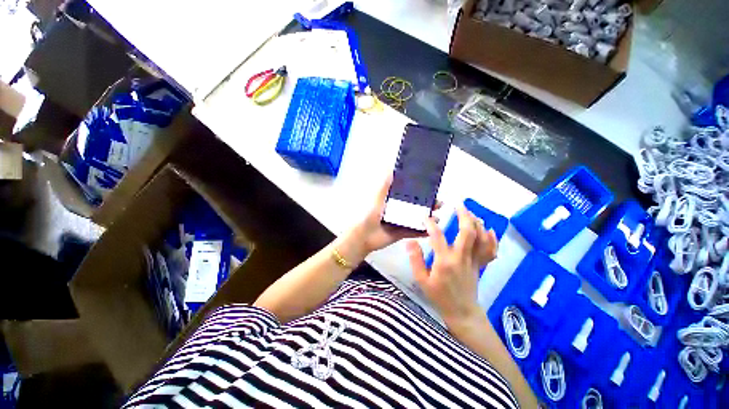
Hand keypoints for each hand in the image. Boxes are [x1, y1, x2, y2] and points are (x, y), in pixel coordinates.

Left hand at [348, 175, 439, 255]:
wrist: (365, 235)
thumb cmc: (371, 214)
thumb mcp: (379, 196)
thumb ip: (386, 184)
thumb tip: (392, 167)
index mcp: (394, 201)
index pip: (410, 195)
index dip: (421, 192)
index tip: (432, 189)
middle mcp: (399, 210)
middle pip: (417, 206)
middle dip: (428, 205)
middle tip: (439, 203)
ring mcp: (402, 223)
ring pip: (418, 219)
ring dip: (428, 218)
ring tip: (438, 217)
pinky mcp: (402, 234)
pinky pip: (415, 232)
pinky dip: (424, 231)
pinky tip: (432, 230)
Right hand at [407, 205, 497, 325]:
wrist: (461, 312)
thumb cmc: (439, 296)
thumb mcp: (421, 280)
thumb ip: (415, 259)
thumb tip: (410, 241)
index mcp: (445, 261)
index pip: (438, 237)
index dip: (431, 224)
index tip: (426, 217)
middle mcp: (461, 258)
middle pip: (468, 232)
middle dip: (464, 216)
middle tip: (459, 205)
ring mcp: (474, 261)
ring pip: (481, 238)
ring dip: (478, 223)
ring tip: (471, 214)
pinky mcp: (481, 265)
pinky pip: (491, 250)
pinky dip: (492, 239)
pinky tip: (489, 230)